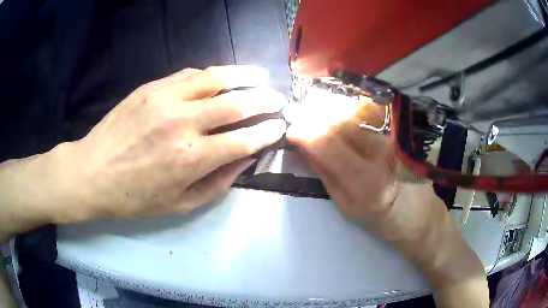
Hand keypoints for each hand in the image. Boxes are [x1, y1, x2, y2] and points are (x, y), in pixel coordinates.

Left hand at [58, 65, 285, 219]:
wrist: (92, 173)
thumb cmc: (134, 198)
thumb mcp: (179, 204)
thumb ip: (217, 182)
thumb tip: (245, 159)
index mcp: (191, 159)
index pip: (244, 139)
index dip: (267, 132)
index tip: (280, 126)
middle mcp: (183, 123)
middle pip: (237, 103)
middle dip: (265, 100)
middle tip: (278, 99)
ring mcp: (166, 99)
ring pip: (216, 79)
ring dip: (244, 75)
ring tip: (260, 75)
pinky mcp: (151, 88)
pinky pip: (190, 74)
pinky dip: (212, 74)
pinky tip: (222, 76)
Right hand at [285, 99, 487, 305]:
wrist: (417, 213)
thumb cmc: (380, 219)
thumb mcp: (345, 205)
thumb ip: (325, 172)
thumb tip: (303, 145)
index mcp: (363, 182)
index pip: (326, 142)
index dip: (304, 131)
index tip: (291, 130)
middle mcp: (380, 154)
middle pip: (339, 120)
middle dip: (313, 115)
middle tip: (299, 117)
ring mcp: (391, 140)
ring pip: (353, 113)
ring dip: (328, 111)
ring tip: (316, 117)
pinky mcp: (397, 133)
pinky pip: (366, 114)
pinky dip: (346, 111)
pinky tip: (339, 116)